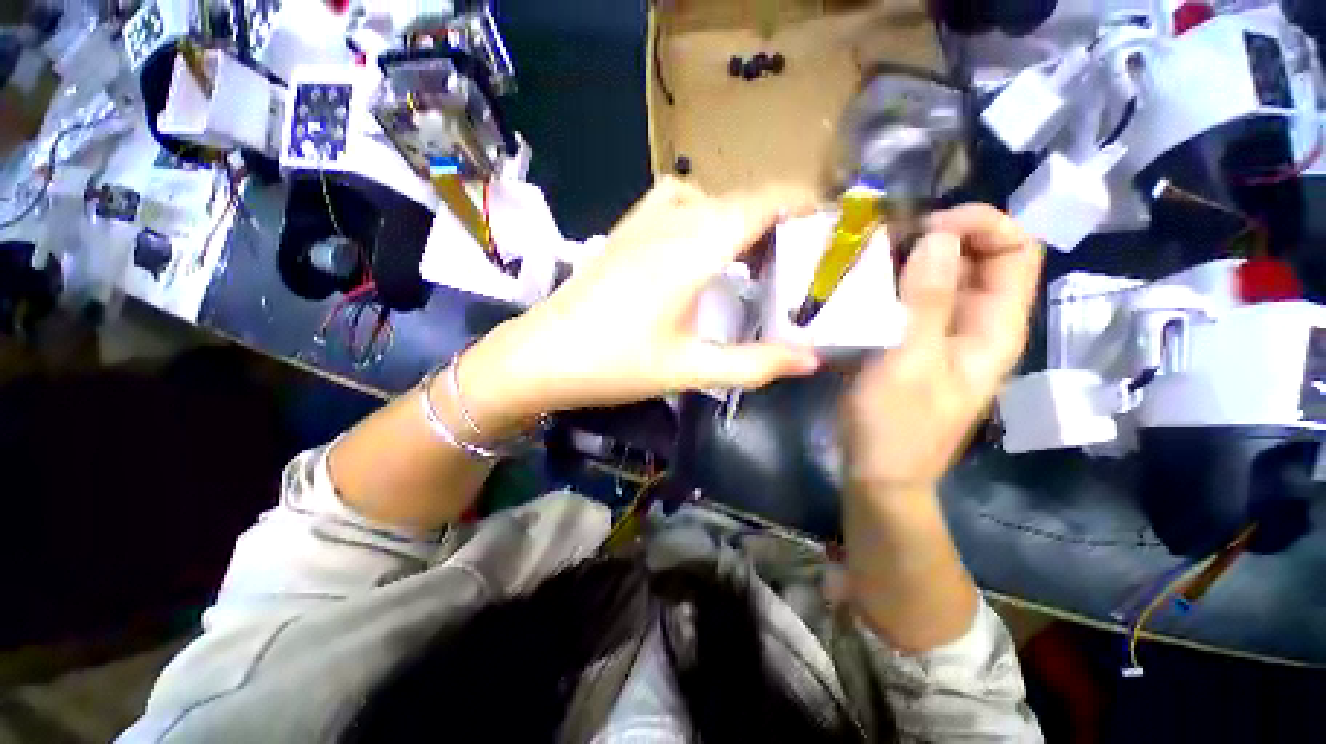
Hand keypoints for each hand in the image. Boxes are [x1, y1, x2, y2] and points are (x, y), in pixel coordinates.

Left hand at [459, 179, 820, 431]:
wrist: (542, 355)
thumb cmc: (615, 364)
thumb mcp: (690, 369)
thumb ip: (753, 364)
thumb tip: (810, 360)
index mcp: (693, 249)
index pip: (761, 202)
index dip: (801, 202)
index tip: (828, 221)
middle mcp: (671, 222)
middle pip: (739, 198)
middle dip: (777, 216)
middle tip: (798, 254)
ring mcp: (642, 222)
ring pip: (708, 196)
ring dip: (739, 214)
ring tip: (754, 251)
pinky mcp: (624, 231)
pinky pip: (674, 199)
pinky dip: (702, 209)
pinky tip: (699, 243)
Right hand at [844, 204, 1042, 495]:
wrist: (878, 470)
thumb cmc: (896, 426)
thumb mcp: (909, 364)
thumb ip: (925, 302)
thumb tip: (938, 236)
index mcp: (994, 327)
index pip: (1015, 249)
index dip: (981, 224)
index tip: (925, 227)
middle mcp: (974, 322)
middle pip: (975, 257)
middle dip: (936, 236)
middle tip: (883, 242)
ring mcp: (939, 332)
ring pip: (936, 277)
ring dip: (905, 260)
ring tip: (863, 260)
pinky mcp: (908, 341)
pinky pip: (905, 299)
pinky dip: (886, 285)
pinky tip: (855, 288)